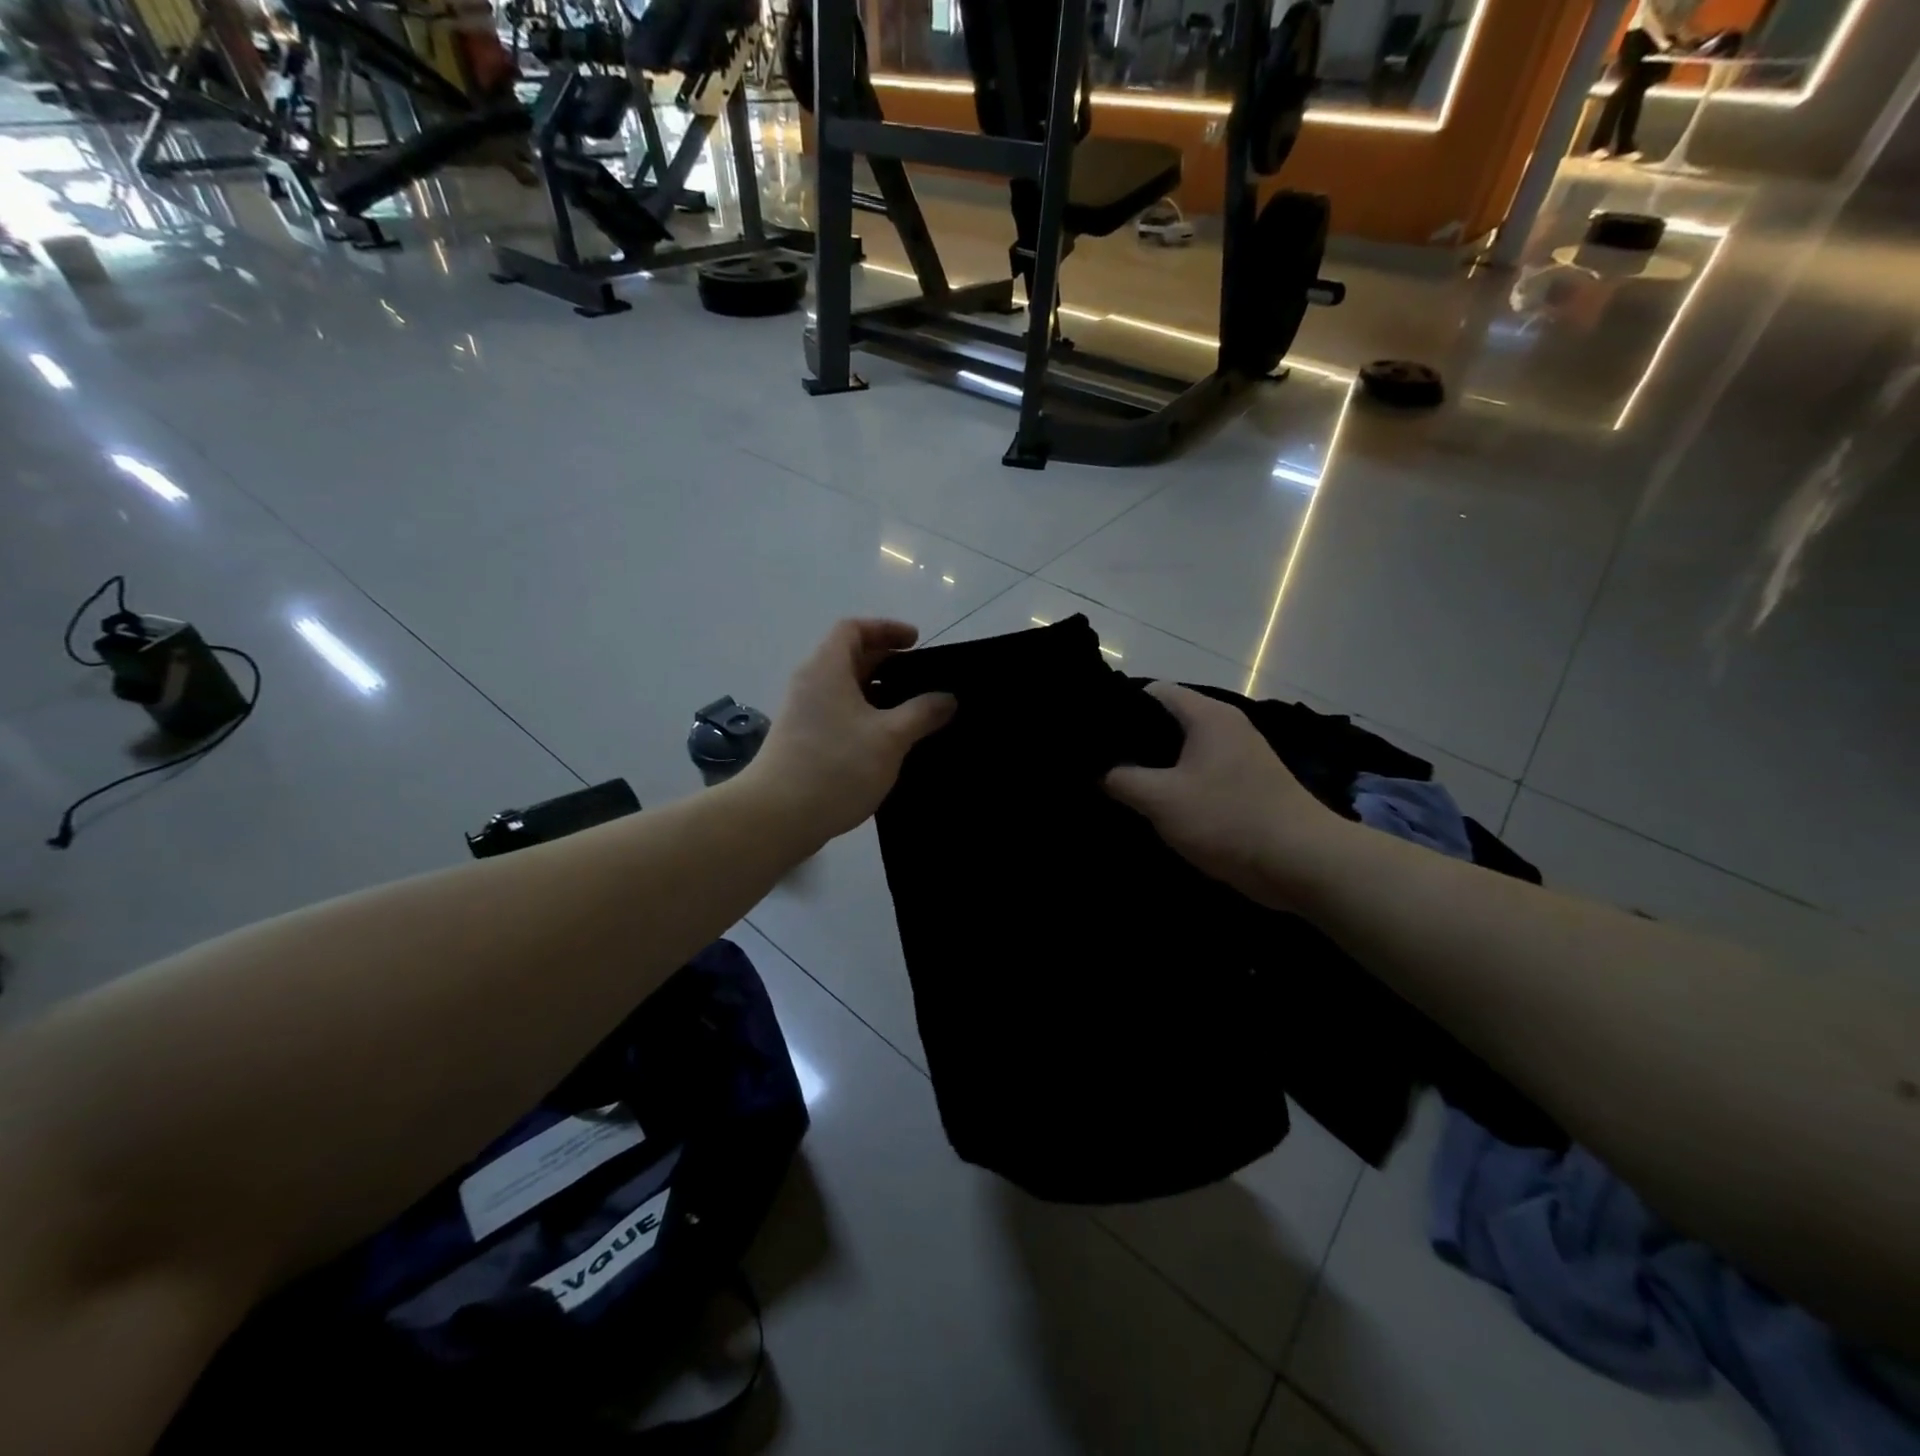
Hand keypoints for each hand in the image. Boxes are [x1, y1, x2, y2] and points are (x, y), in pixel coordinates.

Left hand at [741, 619, 955, 844]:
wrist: (778, 817)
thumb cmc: (835, 766)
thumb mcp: (889, 738)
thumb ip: (922, 713)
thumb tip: (947, 698)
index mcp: (827, 669)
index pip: (853, 629)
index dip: (886, 629)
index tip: (916, 642)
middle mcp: (811, 684)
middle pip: (850, 657)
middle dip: (888, 663)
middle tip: (924, 678)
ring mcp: (805, 714)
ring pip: (846, 689)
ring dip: (879, 694)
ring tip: (915, 712)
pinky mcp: (805, 741)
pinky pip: (841, 714)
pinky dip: (866, 716)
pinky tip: (891, 741)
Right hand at [1104, 682, 1350, 908]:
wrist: (1302, 863)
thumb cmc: (1227, 819)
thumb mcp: (1161, 799)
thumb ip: (1121, 779)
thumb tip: (1100, 771)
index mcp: (1208, 715)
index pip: (1153, 692)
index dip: (1120, 709)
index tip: (1095, 736)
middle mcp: (1226, 726)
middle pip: (1168, 721)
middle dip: (1135, 742)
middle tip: (1102, 765)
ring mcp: (1240, 756)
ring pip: (1184, 750)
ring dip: (1156, 768)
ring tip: (1123, 787)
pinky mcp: (1247, 785)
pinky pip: (1201, 773)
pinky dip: (1178, 785)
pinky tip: (1158, 807)